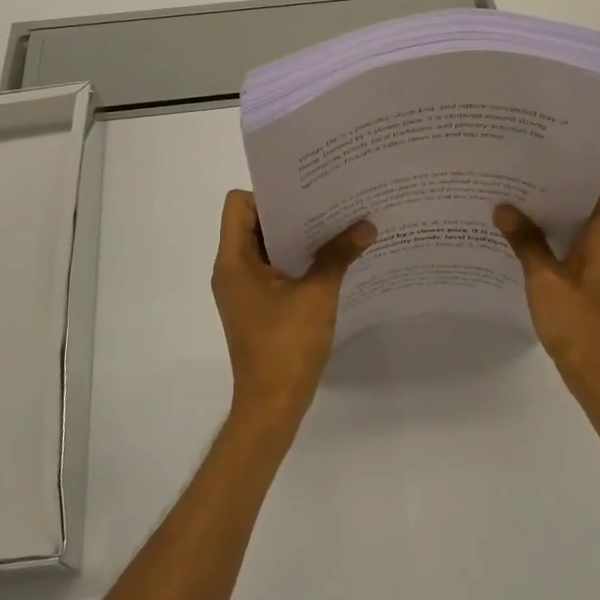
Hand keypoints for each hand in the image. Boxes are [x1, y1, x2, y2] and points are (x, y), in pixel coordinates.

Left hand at [212, 190, 375, 426]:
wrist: (272, 405)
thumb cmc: (286, 345)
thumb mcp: (317, 295)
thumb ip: (338, 255)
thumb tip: (367, 225)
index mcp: (234, 260)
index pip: (239, 204)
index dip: (269, 194)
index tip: (305, 195)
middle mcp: (233, 269)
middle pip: (255, 222)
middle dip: (292, 212)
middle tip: (330, 202)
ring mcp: (244, 289)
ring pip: (267, 247)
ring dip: (298, 237)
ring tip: (337, 226)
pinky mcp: (258, 305)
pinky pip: (275, 269)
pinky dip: (298, 260)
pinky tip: (331, 260)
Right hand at [494, 170, 599, 418]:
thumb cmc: (581, 328)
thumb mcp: (545, 282)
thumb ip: (526, 243)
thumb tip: (504, 208)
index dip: (591, 166)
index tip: (555, 157)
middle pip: (595, 200)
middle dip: (561, 185)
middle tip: (522, 173)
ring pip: (583, 225)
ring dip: (555, 213)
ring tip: (515, 201)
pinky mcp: (595, 284)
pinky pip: (576, 248)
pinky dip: (554, 239)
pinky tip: (522, 242)